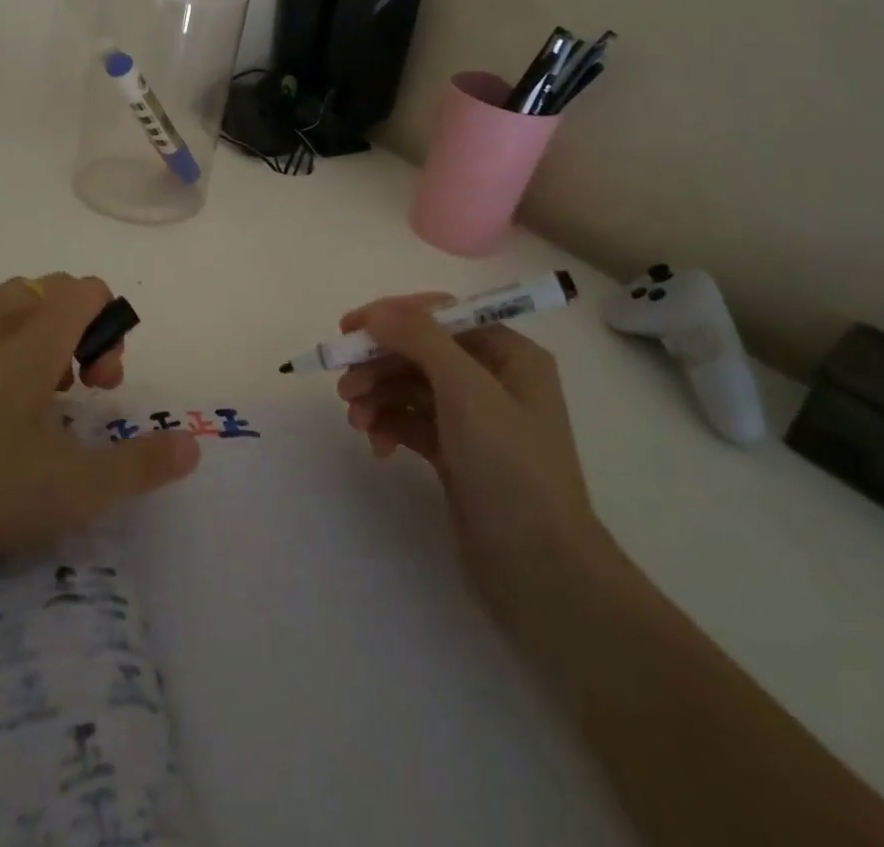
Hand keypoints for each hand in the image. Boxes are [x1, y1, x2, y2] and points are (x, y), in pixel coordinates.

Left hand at [0, 274, 201, 596]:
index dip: (109, 326)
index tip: (100, 384)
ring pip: (3, 303)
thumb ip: (139, 464)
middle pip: (48, 289)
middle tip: (69, 392)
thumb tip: (192, 443)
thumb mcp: (71, 489)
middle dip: (73, 329)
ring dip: (29, 333)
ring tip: (24, 397)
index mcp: (33, 337)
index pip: (86, 288)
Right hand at [335, 293, 611, 623]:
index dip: (393, 316)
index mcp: (509, 354)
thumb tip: (378, 311)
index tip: (348, 329)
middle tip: (343, 387)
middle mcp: (494, 379)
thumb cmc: (510, 468)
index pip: (441, 315)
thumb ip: (420, 339)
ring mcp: (475, 420)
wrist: (540, 572)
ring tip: (356, 422)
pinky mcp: (457, 454)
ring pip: (411, 387)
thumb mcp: (467, 391)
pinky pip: (413, 422)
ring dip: (378, 396)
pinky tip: (378, 448)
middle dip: (379, 364)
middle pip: (421, 351)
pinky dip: (390, 426)